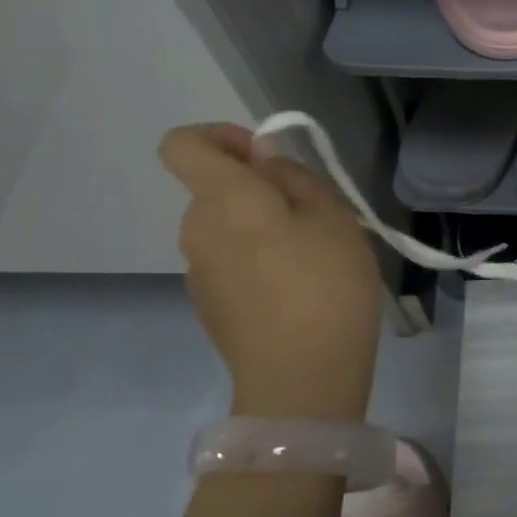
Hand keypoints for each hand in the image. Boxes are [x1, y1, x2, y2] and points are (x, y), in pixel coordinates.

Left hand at [159, 123, 382, 417]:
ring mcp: (199, 272)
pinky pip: (231, 260)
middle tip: (315, 213)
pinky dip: (259, 259)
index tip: (268, 158)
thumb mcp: (332, 216)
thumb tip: (264, 162)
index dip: (223, 136)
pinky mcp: (210, 305)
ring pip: (227, 226)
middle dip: (260, 187)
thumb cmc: (326, 285)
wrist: (301, 380)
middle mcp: (197, 230)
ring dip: (264, 225)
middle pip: (215, 187)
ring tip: (314, 254)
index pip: (183, 144)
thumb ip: (295, 177)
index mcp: (223, 199)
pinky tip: (299, 289)